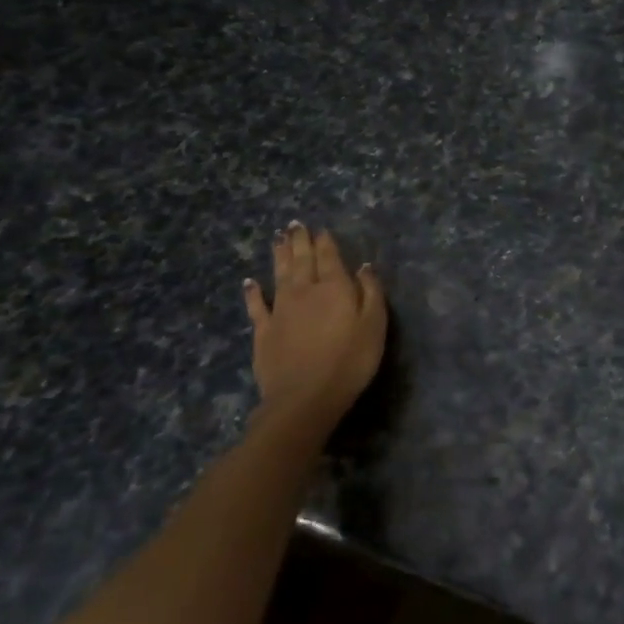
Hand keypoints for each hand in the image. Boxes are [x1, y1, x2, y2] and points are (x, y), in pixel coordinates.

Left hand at [243, 223, 387, 426]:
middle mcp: (305, 291)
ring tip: (278, 238)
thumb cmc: (349, 361)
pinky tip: (249, 282)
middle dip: (300, 241)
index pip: (329, 257)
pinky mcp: (264, 332)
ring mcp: (281, 310)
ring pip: (280, 274)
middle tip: (294, 224)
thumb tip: (363, 266)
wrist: (304, 399)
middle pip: (302, 260)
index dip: (325, 242)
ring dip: (279, 255)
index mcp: (334, 288)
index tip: (321, 229)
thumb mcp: (374, 325)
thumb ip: (370, 292)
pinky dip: (253, 292)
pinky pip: (257, 306)